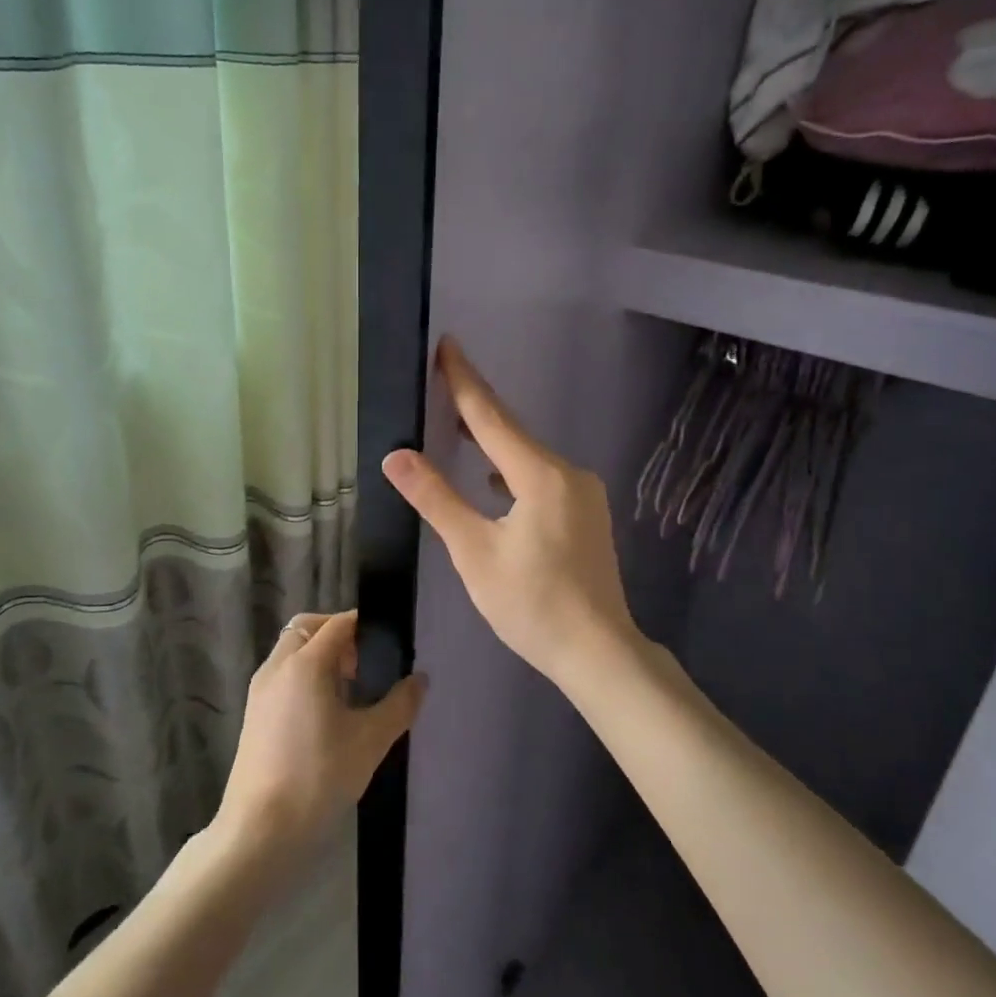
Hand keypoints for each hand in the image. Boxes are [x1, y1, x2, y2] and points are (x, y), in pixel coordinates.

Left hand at [215, 611, 425, 857]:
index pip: (338, 624)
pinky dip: (302, 676)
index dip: (364, 625)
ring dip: (318, 655)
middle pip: (307, 628)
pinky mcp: (253, 714)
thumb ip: (399, 705)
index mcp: (305, 663)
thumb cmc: (318, 778)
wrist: (259, 832)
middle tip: (365, 664)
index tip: (388, 641)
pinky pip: (281, 675)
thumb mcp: (370, 741)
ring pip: (290, 652)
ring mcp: (260, 691)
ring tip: (348, 690)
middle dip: (337, 635)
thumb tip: (420, 679)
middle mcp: (277, 667)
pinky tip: (324, 714)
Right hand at [381, 337, 644, 694]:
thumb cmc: (532, 604)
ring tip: (457, 429)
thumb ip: (436, 499)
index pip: (491, 417)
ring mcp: (583, 493)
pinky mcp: (586, 513)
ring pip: (527, 457)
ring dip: (493, 442)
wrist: (599, 652)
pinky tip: (494, 481)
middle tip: (441, 379)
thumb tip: (396, 456)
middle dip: (474, 408)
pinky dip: (511, 470)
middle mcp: (568, 472)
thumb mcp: (474, 552)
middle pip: (512, 432)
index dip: (464, 381)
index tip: (447, 344)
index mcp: (541, 475)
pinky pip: (541, 477)